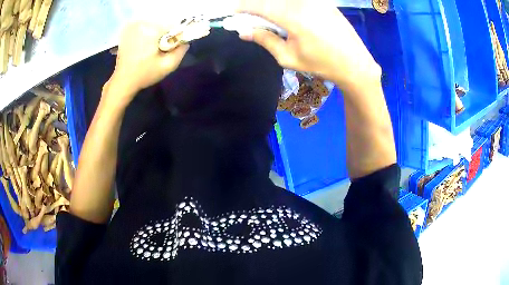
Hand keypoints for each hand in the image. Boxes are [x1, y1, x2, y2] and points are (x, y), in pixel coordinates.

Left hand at [107, 22, 188, 101]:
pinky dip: (147, 35)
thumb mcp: (168, 66)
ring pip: (154, 25)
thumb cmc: (144, 74)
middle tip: (160, 50)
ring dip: (156, 35)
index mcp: (151, 30)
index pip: (173, 25)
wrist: (122, 81)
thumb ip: (181, 51)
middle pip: (162, 24)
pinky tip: (143, 47)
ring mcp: (132, 26)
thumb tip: (185, 41)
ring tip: (151, 50)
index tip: (171, 48)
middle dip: (165, 36)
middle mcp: (141, 23)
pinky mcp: (127, 30)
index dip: (175, 37)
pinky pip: (144, 28)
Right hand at [237, 0, 380, 91]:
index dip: (244, 7)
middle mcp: (303, 3)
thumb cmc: (321, 64)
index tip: (235, 12)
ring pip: (286, 0)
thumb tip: (243, 32)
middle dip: (257, 5)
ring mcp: (316, 0)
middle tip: (252, 17)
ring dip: (273, 5)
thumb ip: (265, 40)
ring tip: (271, 19)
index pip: (260, 5)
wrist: (355, 63)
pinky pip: (299, 1)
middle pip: (272, 0)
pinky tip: (289, 17)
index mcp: (293, 17)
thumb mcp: (289, 57)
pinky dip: (288, 4)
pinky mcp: (324, 1)